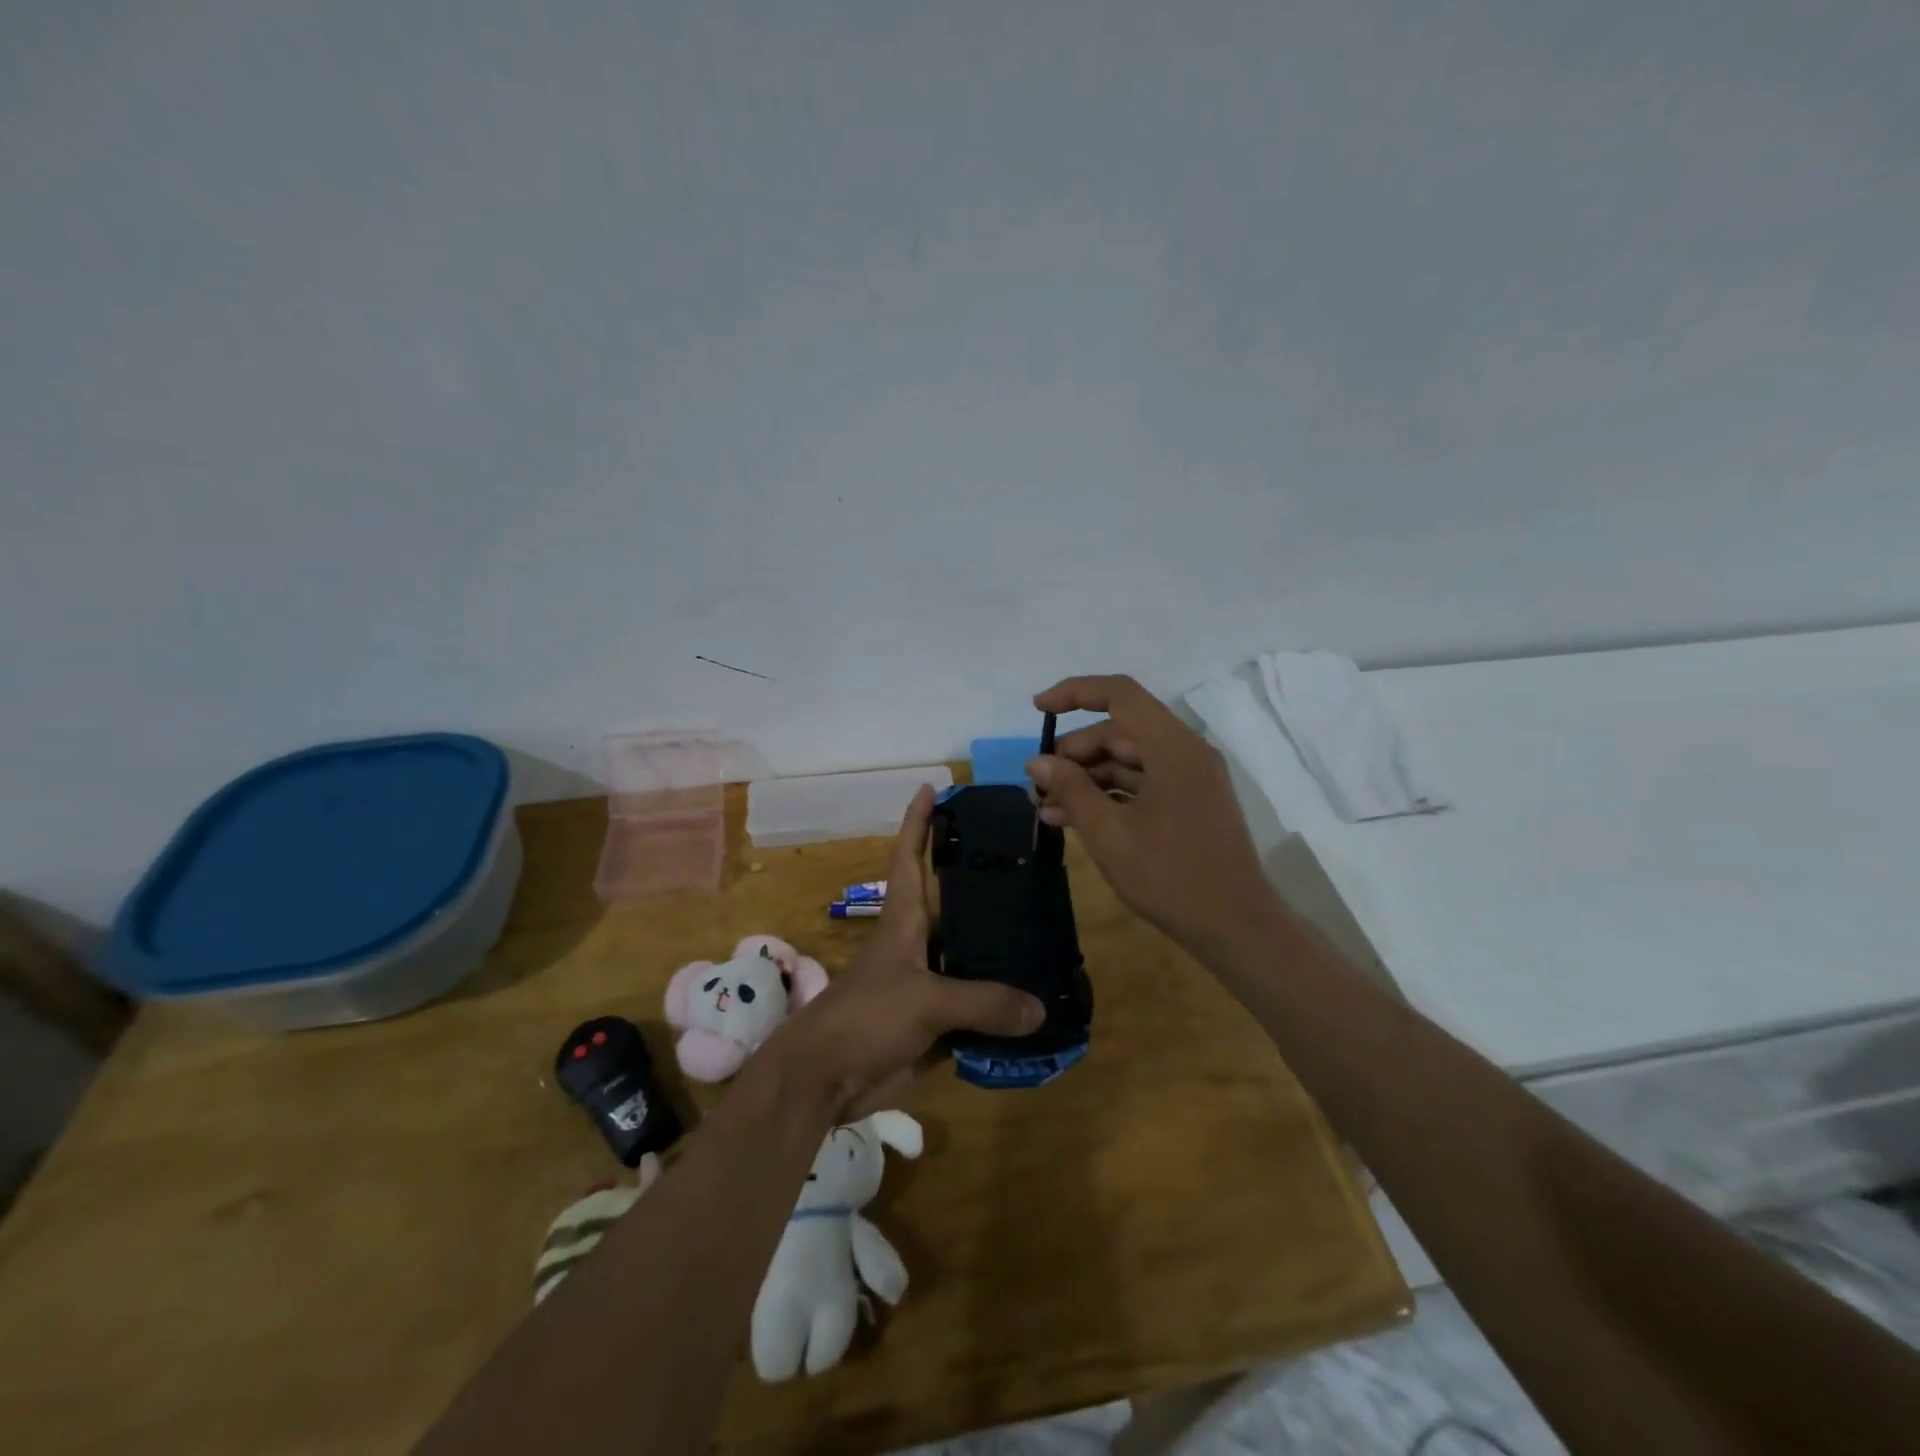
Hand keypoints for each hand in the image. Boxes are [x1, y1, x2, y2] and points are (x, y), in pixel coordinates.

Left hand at [770, 784, 1043, 1119]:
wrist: (825, 1079)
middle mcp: (917, 944)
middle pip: (955, 906)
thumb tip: (1039, 1009)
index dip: (919, 821)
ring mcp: (924, 984)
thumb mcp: (925, 1001)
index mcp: (904, 919)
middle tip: (1030, 869)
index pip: (910, 856)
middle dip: (985, 888)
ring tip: (1048, 937)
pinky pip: (974, 1009)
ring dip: (1001, 955)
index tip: (933, 787)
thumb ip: (984, 1003)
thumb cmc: (865, 1018)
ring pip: (970, 960)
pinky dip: (999, 1009)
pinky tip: (1035, 1006)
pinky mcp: (932, 1023)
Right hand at [1028, 674, 1276, 950]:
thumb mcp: (1108, 833)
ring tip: (1045, 806)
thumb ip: (1071, 789)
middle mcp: (1185, 752)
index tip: (1038, 709)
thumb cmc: (1169, 876)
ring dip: (1085, 778)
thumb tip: (1037, 761)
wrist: (1235, 927)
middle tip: (1039, 781)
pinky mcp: (1188, 803)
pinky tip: (1070, 819)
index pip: (1119, 694)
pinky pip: (1141, 784)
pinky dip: (1107, 795)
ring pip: (1127, 760)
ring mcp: (1189, 779)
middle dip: (1074, 752)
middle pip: (1120, 730)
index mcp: (1172, 748)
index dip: (1075, 693)